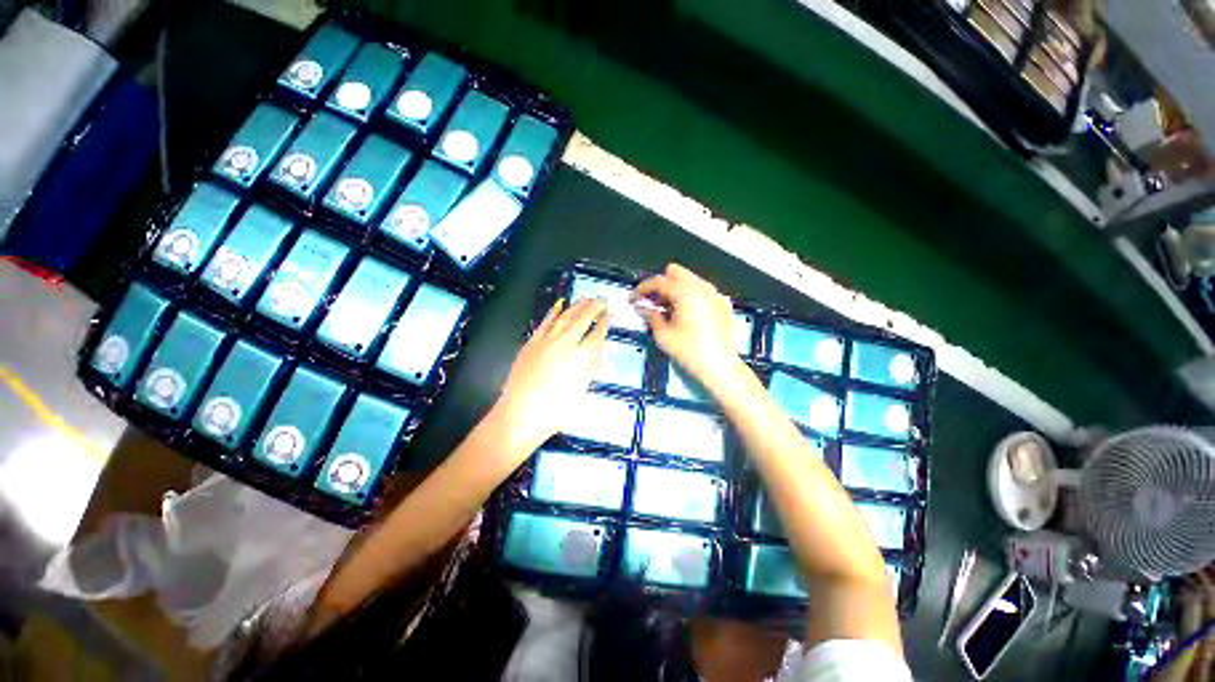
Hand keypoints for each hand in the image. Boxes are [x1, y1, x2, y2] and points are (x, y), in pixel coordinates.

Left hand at [492, 298, 609, 456]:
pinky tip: (560, 304)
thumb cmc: (555, 410)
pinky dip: (553, 311)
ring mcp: (547, 340)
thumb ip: (589, 369)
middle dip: (595, 307)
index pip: (597, 335)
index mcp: (581, 357)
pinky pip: (545, 322)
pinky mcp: (532, 342)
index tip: (611, 315)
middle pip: (583, 319)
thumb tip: (597, 356)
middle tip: (603, 299)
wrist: (520, 414)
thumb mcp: (580, 391)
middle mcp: (565, 344)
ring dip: (577, 305)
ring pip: (565, 316)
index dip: (605, 323)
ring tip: (586, 297)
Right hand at [635, 263, 740, 388]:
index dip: (642, 289)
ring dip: (676, 290)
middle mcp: (701, 287)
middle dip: (661, 284)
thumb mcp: (663, 334)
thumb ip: (651, 316)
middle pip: (676, 272)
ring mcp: (715, 294)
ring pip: (690, 280)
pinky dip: (692, 298)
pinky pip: (703, 292)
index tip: (633, 299)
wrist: (718, 366)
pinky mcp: (723, 304)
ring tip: (668, 310)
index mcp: (685, 292)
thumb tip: (643, 308)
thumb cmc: (689, 350)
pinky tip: (688, 315)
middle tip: (653, 302)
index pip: (658, 281)